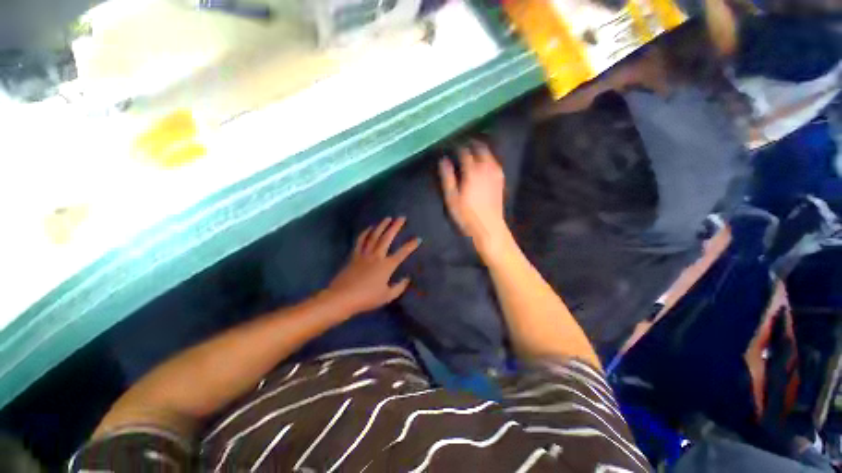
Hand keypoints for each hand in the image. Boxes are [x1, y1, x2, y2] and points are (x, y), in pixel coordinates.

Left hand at [327, 217, 419, 313]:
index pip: (402, 253)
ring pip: (374, 236)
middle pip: (387, 238)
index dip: (411, 245)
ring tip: (387, 218)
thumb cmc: (367, 298)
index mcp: (387, 266)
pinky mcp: (354, 255)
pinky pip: (360, 241)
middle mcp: (377, 256)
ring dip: (381, 226)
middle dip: (395, 226)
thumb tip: (407, 279)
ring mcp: (364, 254)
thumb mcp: (387, 296)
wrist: (342, 297)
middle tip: (401, 217)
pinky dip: (365, 233)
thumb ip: (399, 287)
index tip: (418, 238)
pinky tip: (369, 228)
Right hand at [439, 141, 509, 253]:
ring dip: (482, 149)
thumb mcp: (452, 198)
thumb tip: (444, 160)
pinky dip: (489, 158)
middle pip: (480, 149)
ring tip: (474, 149)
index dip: (458, 147)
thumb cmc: (467, 215)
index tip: (453, 144)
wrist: (489, 227)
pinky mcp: (500, 180)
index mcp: (472, 172)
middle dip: (472, 144)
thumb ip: (447, 178)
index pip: (465, 152)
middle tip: (464, 143)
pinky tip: (486, 162)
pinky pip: (495, 163)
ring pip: (489, 154)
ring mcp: (495, 174)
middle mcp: (485, 169)